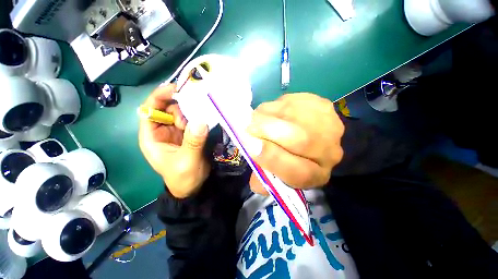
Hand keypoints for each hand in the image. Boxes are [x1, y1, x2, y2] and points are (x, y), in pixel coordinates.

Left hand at [139, 84, 209, 198]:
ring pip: (181, 113)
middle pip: (167, 109)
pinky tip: (205, 117)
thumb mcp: (187, 161)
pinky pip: (191, 120)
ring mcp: (176, 132)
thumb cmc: (183, 177)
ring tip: (202, 120)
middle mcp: (162, 130)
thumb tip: (201, 121)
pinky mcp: (188, 134)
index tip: (175, 89)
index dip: (159, 97)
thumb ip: (193, 142)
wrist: (193, 186)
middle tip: (196, 111)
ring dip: (191, 113)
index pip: (149, 110)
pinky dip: (198, 117)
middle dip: (181, 107)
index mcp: (152, 137)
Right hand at [247, 93, 344, 194]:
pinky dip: (276, 105)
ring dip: (268, 114)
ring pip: (293, 114)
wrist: (308, 138)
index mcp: (316, 176)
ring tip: (257, 118)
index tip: (251, 146)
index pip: (299, 172)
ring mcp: (329, 125)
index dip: (273, 159)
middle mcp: (329, 153)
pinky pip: (293, 101)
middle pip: (301, 139)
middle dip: (269, 130)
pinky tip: (272, 112)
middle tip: (249, 126)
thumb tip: (252, 153)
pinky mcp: (323, 105)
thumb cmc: (288, 160)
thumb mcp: (275, 176)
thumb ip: (262, 175)